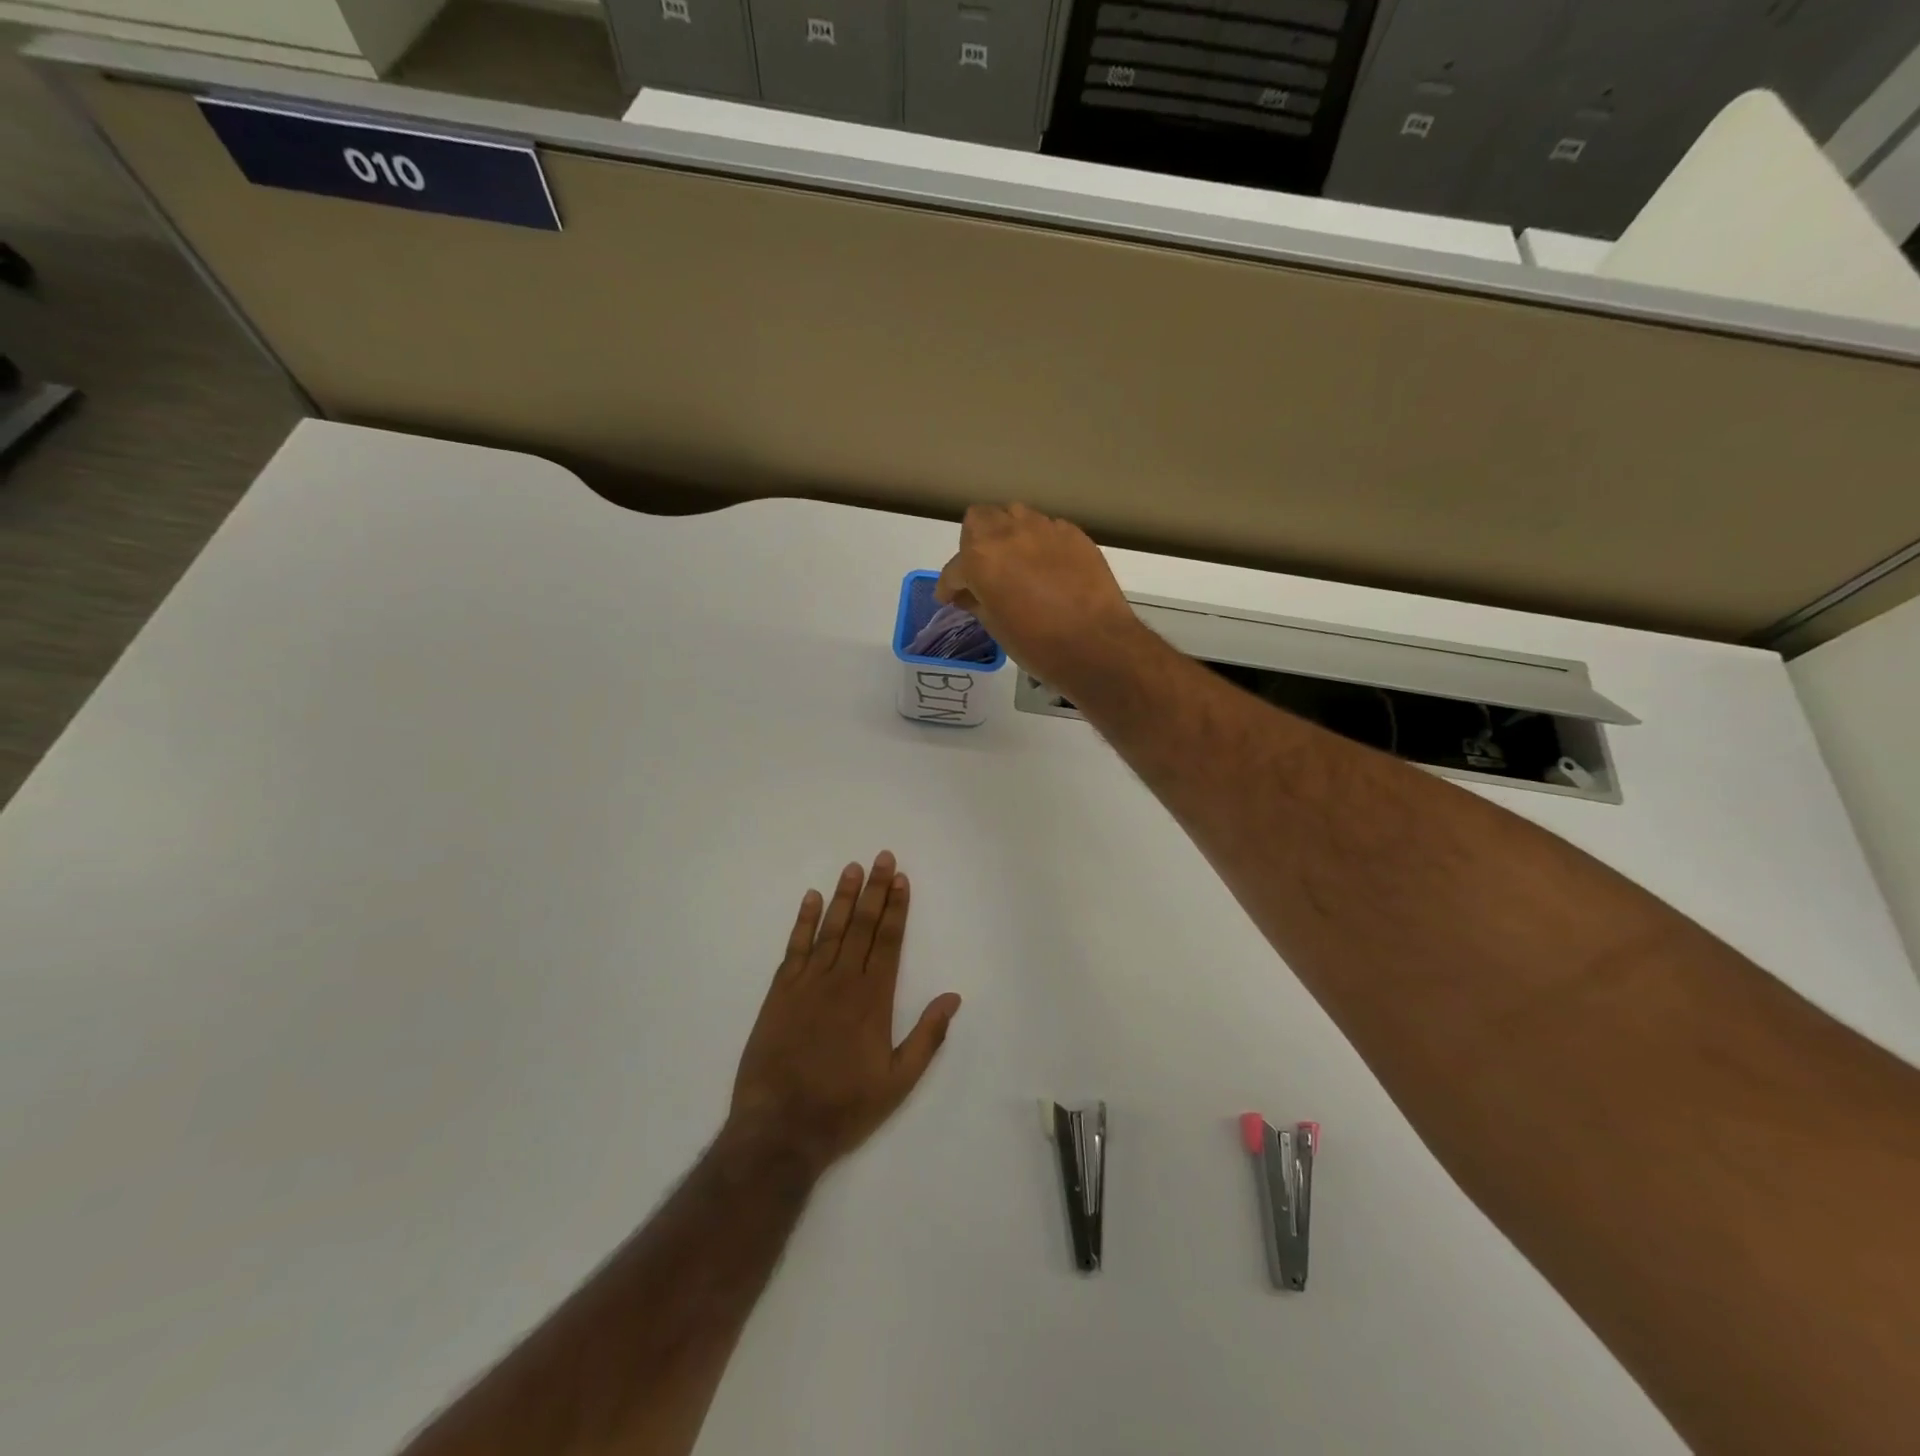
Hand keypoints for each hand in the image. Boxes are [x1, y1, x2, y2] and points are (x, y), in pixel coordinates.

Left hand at [727, 853, 960, 1176]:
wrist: (780, 1128)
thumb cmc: (844, 1107)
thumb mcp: (898, 1081)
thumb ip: (927, 1036)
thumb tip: (953, 996)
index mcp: (873, 1000)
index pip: (889, 941)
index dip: (897, 908)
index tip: (901, 879)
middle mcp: (842, 982)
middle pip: (862, 926)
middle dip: (875, 890)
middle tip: (883, 857)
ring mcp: (808, 984)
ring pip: (830, 930)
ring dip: (843, 897)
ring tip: (853, 867)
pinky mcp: (780, 993)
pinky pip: (794, 948)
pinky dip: (803, 922)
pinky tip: (810, 898)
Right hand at [934, 504, 1145, 697]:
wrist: (1096, 644)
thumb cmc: (1037, 644)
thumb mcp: (995, 627)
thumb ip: (976, 601)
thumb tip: (969, 594)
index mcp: (981, 558)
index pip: (954, 568)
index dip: (949, 586)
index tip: (950, 598)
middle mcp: (1009, 532)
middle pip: (980, 520)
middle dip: (974, 544)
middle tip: (981, 573)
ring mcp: (1044, 528)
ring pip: (1015, 517)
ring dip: (1007, 535)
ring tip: (1015, 563)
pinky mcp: (1074, 534)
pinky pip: (1047, 529)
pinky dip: (1039, 544)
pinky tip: (1046, 568)